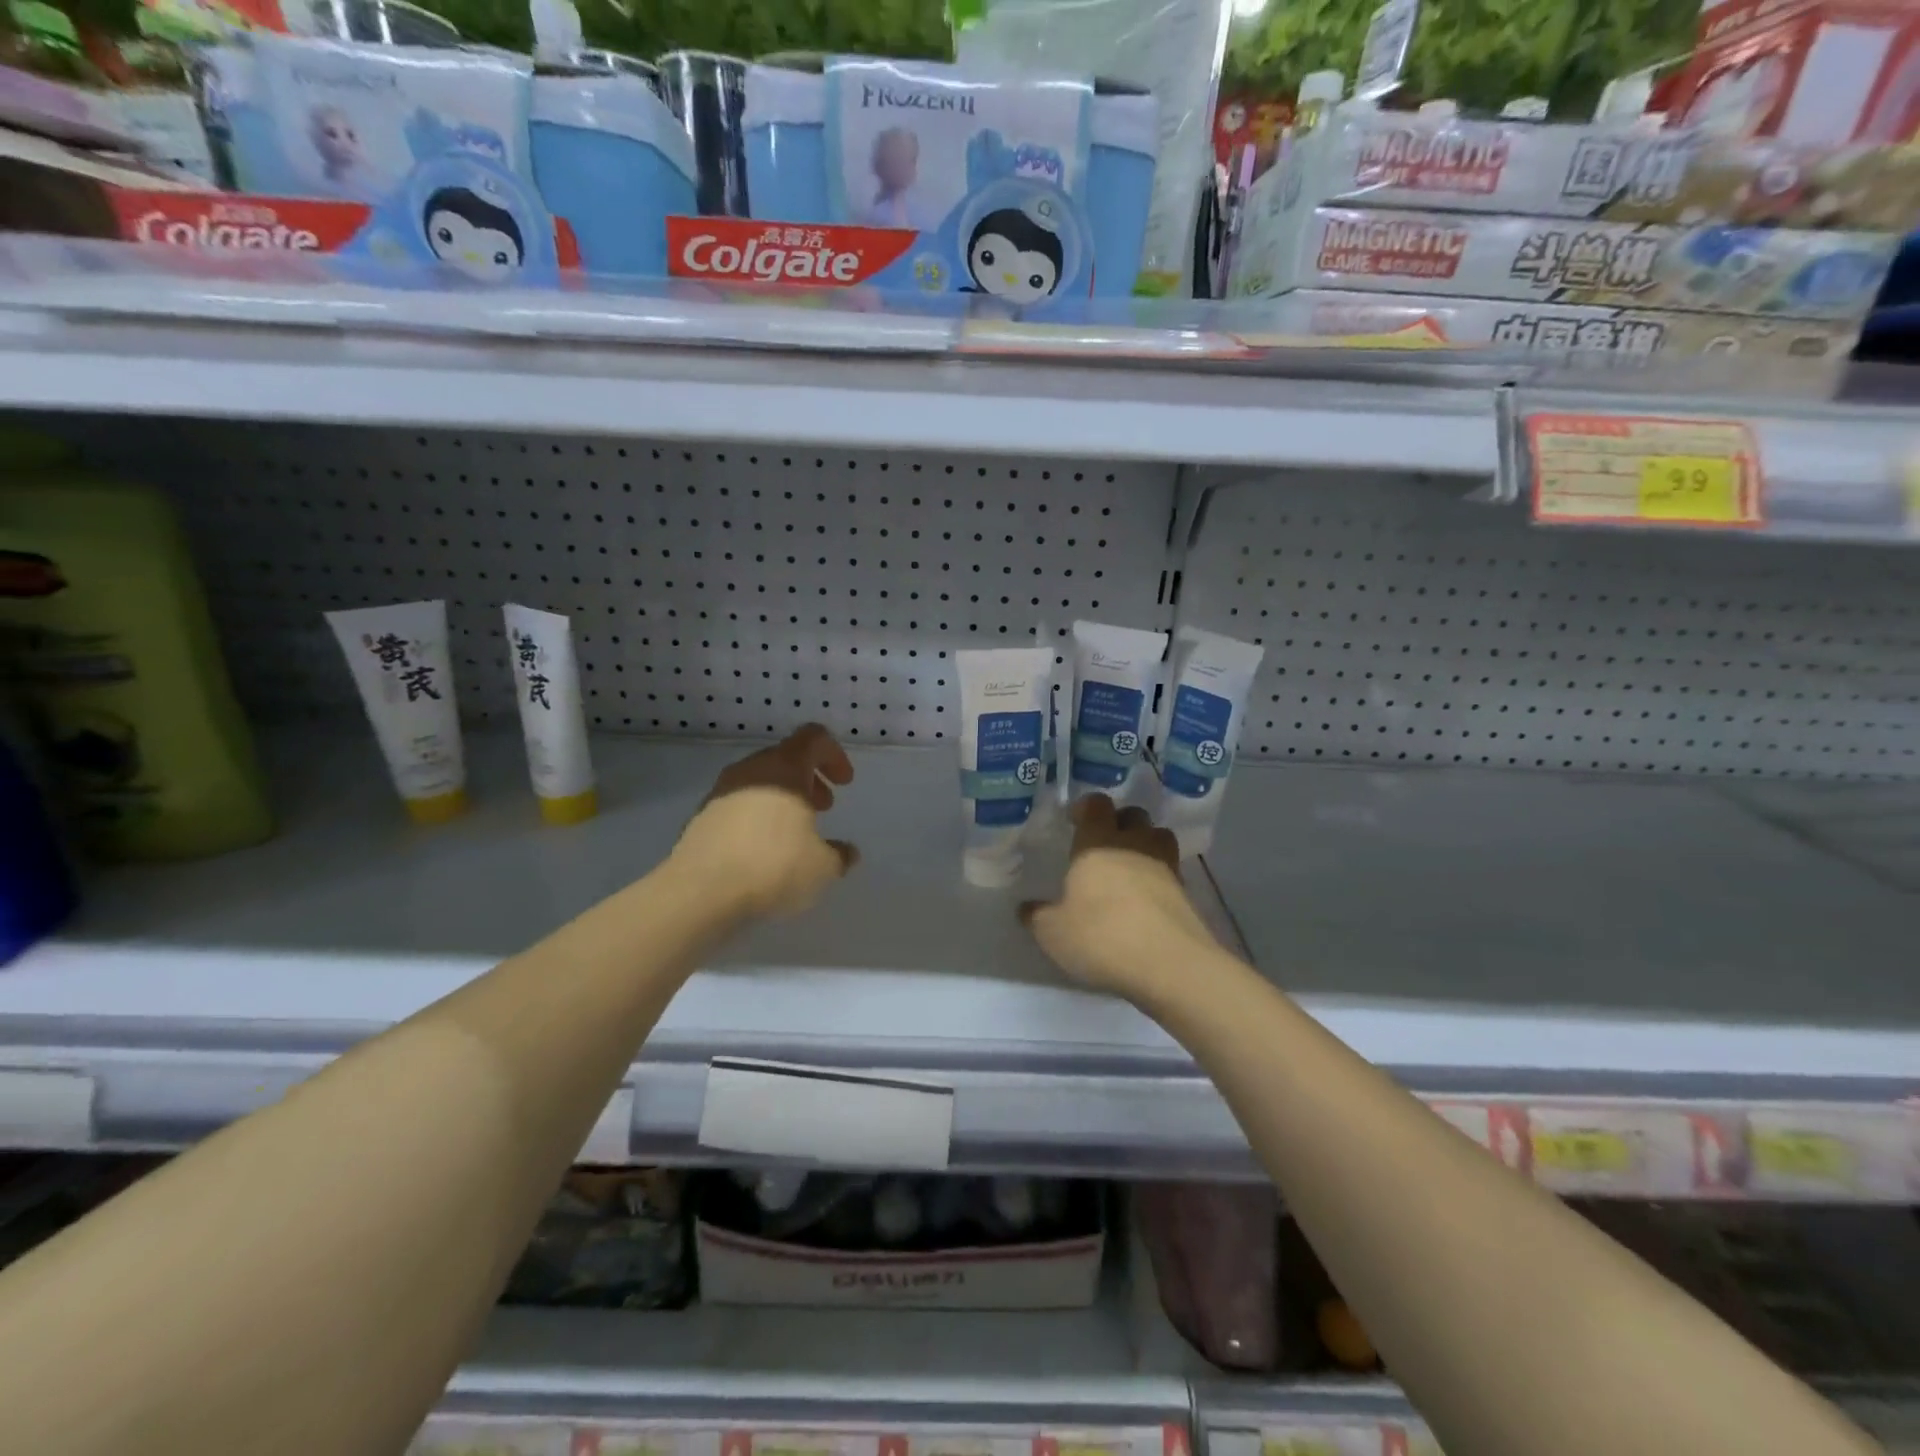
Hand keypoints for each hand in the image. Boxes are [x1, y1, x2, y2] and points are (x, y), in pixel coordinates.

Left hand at [671, 724, 857, 918]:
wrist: (700, 892)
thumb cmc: (772, 866)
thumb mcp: (822, 866)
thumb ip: (839, 855)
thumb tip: (846, 853)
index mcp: (785, 768)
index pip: (814, 738)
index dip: (834, 755)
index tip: (844, 783)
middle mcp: (751, 769)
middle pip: (786, 758)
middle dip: (809, 780)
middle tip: (824, 807)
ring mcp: (721, 791)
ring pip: (760, 780)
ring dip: (782, 798)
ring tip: (794, 832)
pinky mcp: (703, 816)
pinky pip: (739, 804)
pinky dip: (758, 815)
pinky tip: (764, 850)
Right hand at [1020, 795, 1217, 999]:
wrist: (1170, 965)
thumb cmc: (1101, 936)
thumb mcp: (1053, 932)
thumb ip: (1037, 916)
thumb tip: (1026, 908)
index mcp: (1097, 843)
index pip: (1096, 804)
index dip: (1086, 807)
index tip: (1074, 821)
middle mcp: (1134, 845)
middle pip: (1133, 815)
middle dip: (1119, 822)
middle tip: (1101, 845)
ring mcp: (1165, 866)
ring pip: (1158, 837)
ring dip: (1145, 844)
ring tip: (1128, 867)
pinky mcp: (1186, 893)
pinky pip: (1170, 870)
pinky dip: (1158, 877)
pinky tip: (1144, 900)